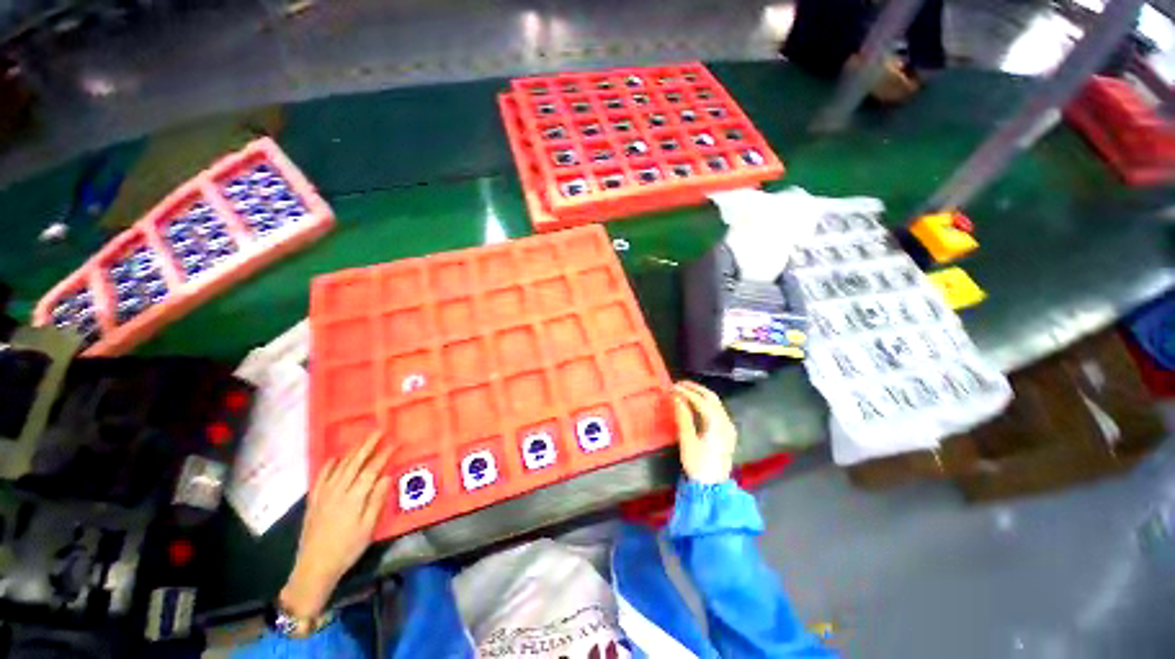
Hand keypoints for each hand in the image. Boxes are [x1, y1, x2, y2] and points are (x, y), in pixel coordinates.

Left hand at [280, 432, 392, 619]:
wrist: (314, 567)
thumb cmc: (347, 549)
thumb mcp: (368, 528)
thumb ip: (377, 500)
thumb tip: (387, 476)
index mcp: (355, 498)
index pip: (372, 470)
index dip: (384, 455)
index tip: (395, 443)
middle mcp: (338, 491)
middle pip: (355, 463)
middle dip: (368, 445)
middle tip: (379, 431)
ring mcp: (324, 495)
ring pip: (339, 467)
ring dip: (352, 452)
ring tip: (362, 440)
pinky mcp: (314, 501)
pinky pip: (320, 478)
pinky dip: (328, 466)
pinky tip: (334, 458)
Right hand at [672, 381, 737, 483]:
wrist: (713, 487)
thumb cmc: (698, 464)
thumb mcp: (687, 440)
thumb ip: (683, 417)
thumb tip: (677, 398)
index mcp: (716, 423)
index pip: (700, 400)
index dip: (686, 392)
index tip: (672, 386)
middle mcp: (726, 421)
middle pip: (712, 398)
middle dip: (695, 388)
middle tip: (679, 384)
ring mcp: (729, 427)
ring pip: (716, 403)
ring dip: (701, 394)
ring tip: (685, 391)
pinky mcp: (728, 432)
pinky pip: (717, 410)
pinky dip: (706, 403)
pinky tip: (696, 404)